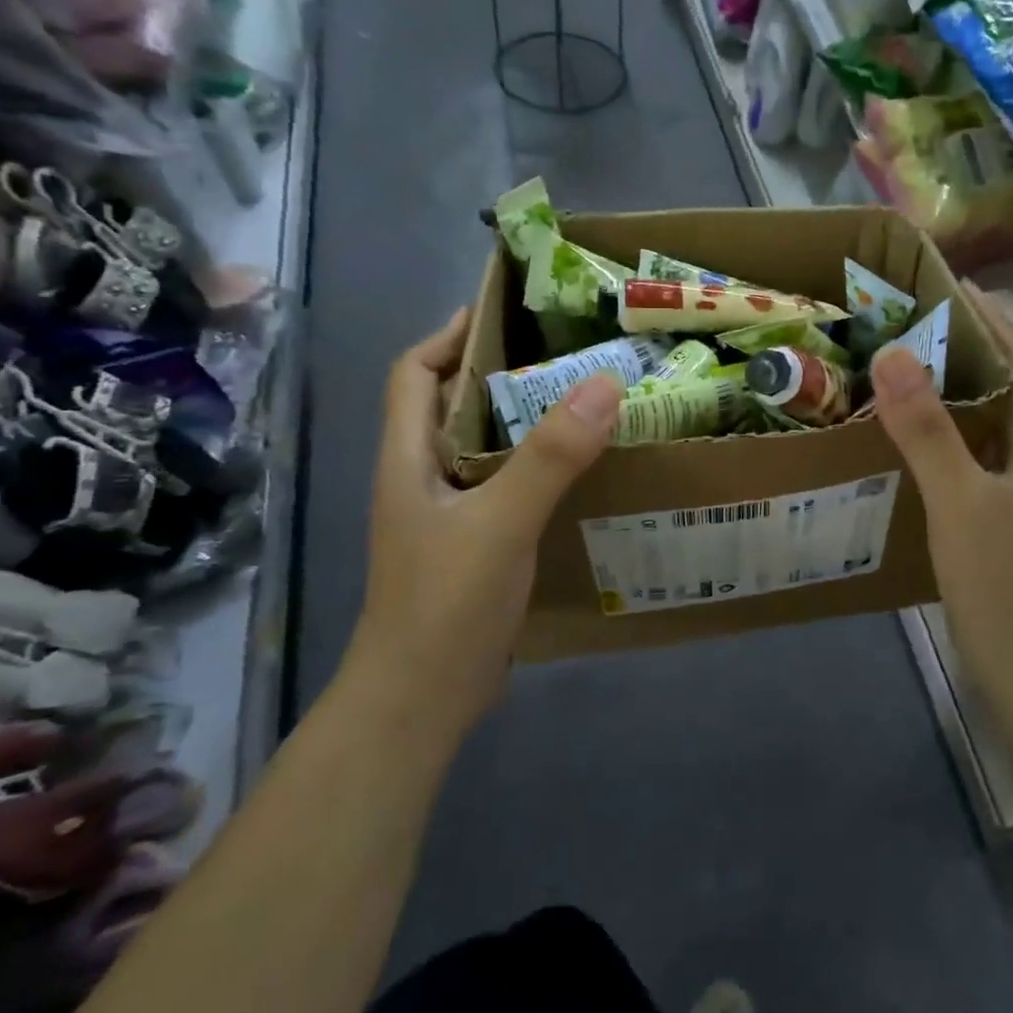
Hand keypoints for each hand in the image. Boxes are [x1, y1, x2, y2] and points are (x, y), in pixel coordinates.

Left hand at [348, 308, 621, 733]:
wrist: (422, 700)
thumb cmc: (445, 604)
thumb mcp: (500, 523)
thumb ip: (551, 456)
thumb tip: (604, 383)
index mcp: (408, 458)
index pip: (416, 373)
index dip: (451, 336)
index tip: (507, 313)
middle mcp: (423, 478)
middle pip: (455, 406)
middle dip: (503, 374)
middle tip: (569, 356)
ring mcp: (448, 517)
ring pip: (486, 450)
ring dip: (527, 425)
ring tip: (587, 405)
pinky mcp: (475, 547)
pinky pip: (507, 490)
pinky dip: (539, 471)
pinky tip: (583, 476)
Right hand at [870, 286, 1012, 704]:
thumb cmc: (1001, 578)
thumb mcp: (960, 498)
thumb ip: (928, 430)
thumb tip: (892, 355)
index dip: (995, 319)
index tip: (956, 284)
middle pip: (1001, 389)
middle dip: (967, 348)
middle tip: (912, 323)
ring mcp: (1007, 495)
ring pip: (979, 427)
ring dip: (947, 393)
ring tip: (899, 371)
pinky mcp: (986, 524)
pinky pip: (960, 462)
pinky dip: (934, 439)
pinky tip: (900, 445)